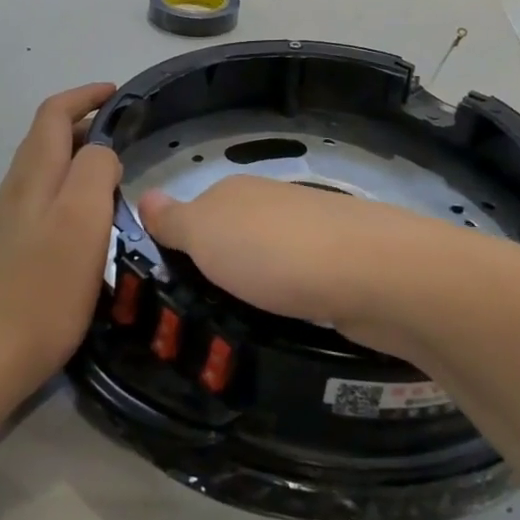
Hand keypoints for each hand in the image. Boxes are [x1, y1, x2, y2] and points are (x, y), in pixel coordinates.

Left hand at [0, 83, 123, 385]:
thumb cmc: (41, 284)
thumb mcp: (81, 218)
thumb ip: (95, 171)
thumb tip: (102, 153)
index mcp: (35, 173)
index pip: (54, 113)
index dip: (85, 96)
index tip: (118, 93)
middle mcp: (18, 188)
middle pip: (47, 139)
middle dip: (84, 124)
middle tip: (126, 134)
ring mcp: (10, 220)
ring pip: (46, 171)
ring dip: (78, 159)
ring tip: (115, 175)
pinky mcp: (11, 250)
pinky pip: (45, 202)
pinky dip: (71, 192)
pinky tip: (89, 221)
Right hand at [138, 175, 463, 361]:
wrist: (374, 274)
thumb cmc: (274, 252)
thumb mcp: (205, 234)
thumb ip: (173, 220)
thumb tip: (144, 194)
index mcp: (234, 191)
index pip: (192, 214)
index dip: (178, 246)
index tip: (167, 288)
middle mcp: (272, 203)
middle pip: (232, 236)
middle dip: (217, 269)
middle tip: (197, 317)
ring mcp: (311, 232)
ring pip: (268, 260)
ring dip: (255, 286)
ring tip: (237, 327)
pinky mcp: (342, 265)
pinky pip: (301, 282)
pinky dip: (290, 300)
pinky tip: (286, 323)